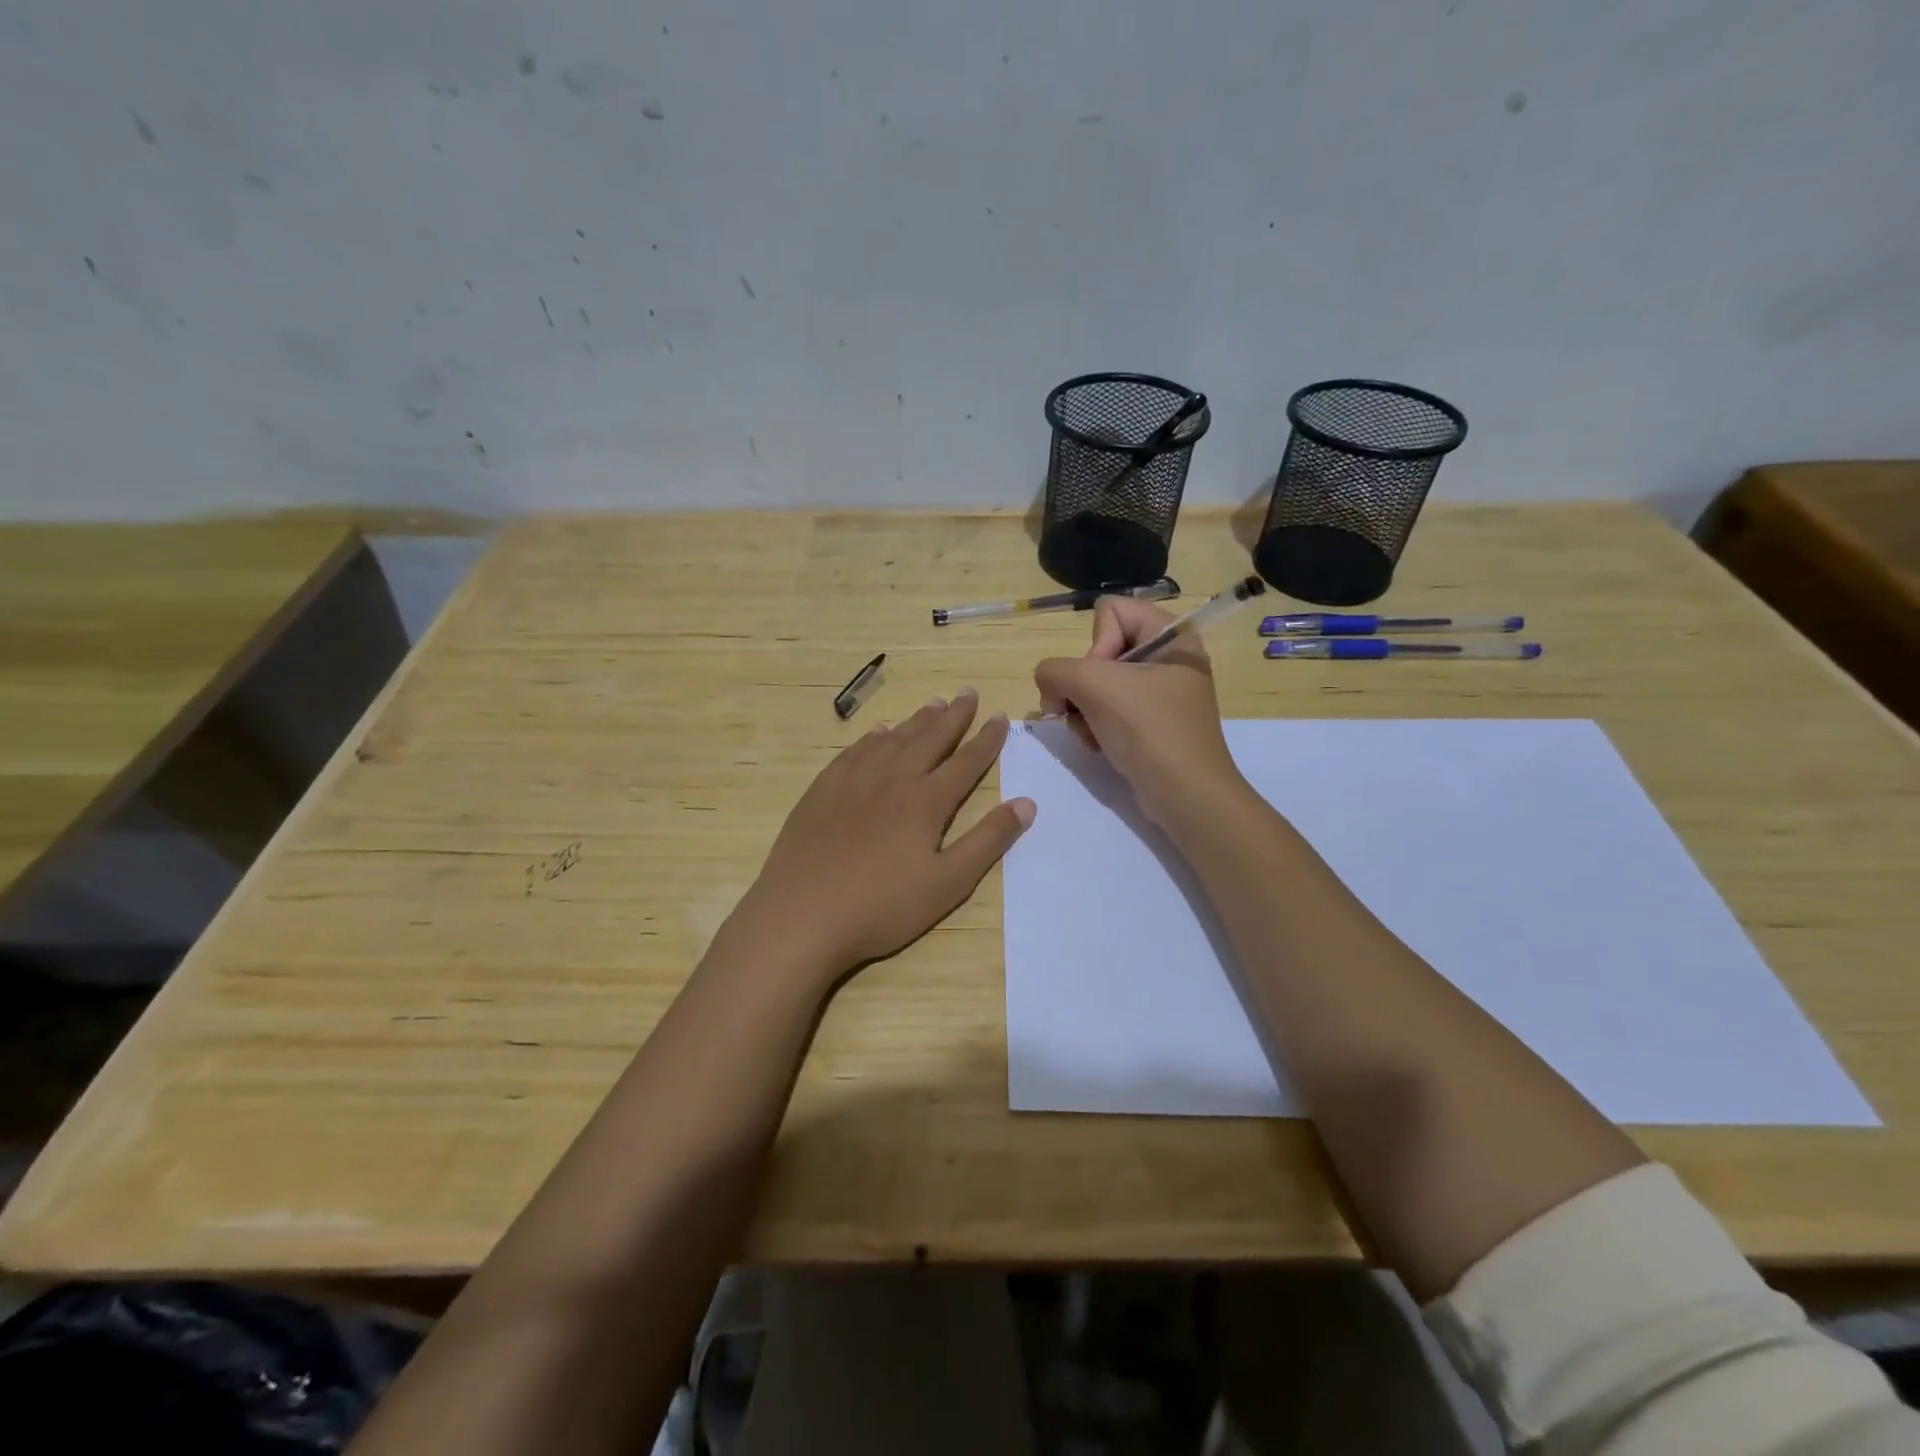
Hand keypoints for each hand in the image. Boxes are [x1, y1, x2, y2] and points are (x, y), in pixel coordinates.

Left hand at [731, 689, 1034, 979]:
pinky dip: (871, 738)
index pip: (965, 762)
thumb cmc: (881, 907)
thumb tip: (1027, 803)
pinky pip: (853, 752)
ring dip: (915, 721)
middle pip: (929, 739)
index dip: (986, 740)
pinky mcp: (822, 791)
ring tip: (933, 703)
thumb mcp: (948, 883)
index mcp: (926, 801)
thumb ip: (988, 841)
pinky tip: (877, 733)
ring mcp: (852, 782)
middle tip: (967, 693)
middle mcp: (892, 779)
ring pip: (891, 740)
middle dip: (953, 716)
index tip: (1000, 717)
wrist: (800, 915)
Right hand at [1033, 597, 1245, 827]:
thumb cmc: (1148, 729)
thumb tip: (1048, 683)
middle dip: (1083, 685)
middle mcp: (1168, 659)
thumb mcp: (1093, 686)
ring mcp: (1160, 694)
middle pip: (1100, 650)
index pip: (1111, 611)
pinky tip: (1097, 745)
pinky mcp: (1151, 724)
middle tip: (1083, 710)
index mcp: (1172, 636)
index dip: (1096, 645)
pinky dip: (1095, 726)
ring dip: (1083, 710)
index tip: (1101, 679)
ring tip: (1089, 734)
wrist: (1185, 795)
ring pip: (1098, 684)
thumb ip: (1055, 670)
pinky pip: (1109, 710)